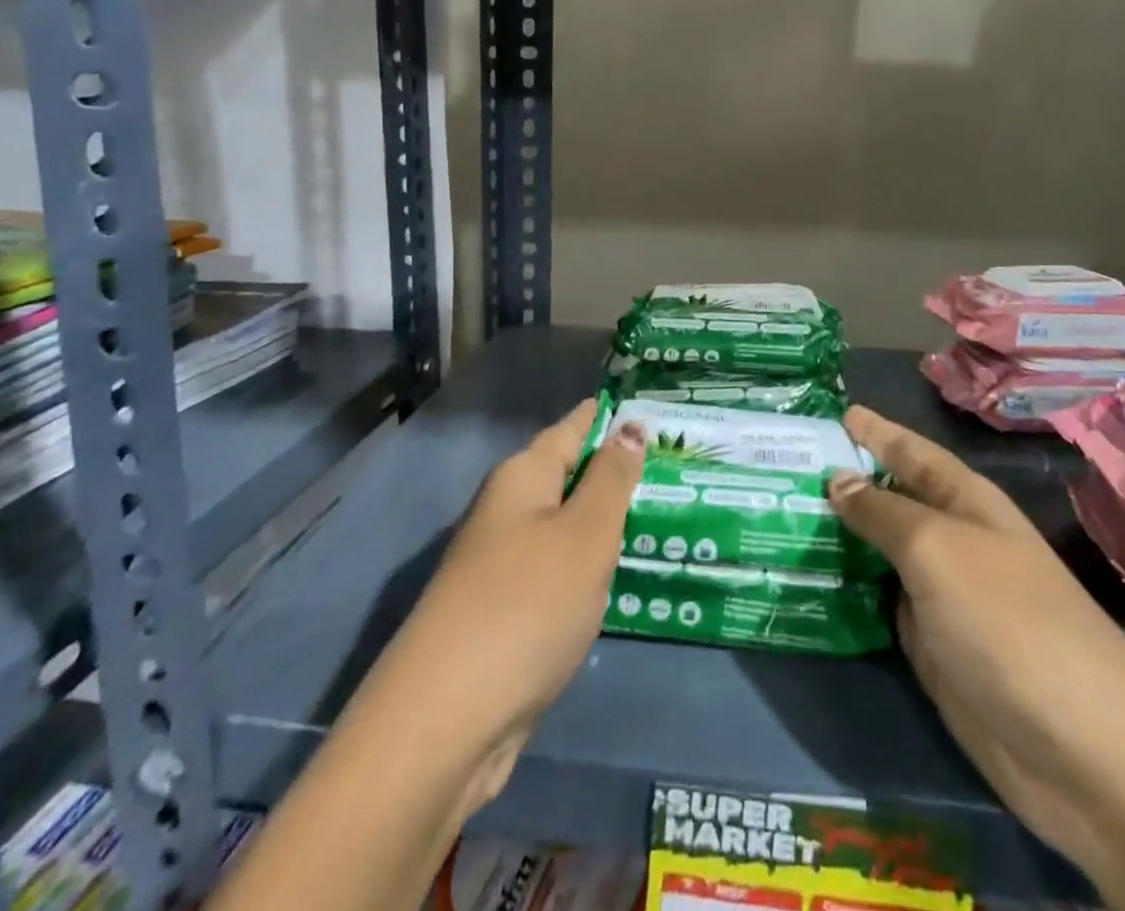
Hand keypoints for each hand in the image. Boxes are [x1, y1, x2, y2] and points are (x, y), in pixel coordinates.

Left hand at [365, 399, 646, 812]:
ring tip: (667, 509)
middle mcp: (509, 511)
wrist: (446, 721)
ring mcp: (506, 564)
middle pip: (571, 476)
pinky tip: (626, 572)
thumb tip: (630, 427)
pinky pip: (563, 570)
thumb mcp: (584, 533)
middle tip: (679, 458)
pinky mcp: (510, 613)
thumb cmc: (526, 605)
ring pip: (568, 526)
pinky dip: (594, 565)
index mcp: (523, 477)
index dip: (610, 414)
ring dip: (609, 520)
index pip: (574, 427)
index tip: (654, 403)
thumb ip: (612, 479)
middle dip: (618, 468)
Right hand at [827, 406, 1124, 910]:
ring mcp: (941, 597)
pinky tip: (805, 580)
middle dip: (842, 483)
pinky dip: (845, 591)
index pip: (910, 452)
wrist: (1082, 754)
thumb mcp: (938, 550)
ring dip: (836, 538)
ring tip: (777, 515)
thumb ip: (883, 513)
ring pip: (878, 553)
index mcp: (965, 502)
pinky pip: (878, 605)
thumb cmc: (1009, 622)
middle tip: (779, 465)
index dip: (875, 431)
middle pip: (889, 501)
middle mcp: (952, 542)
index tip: (834, 413)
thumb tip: (838, 480)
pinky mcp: (931, 648)